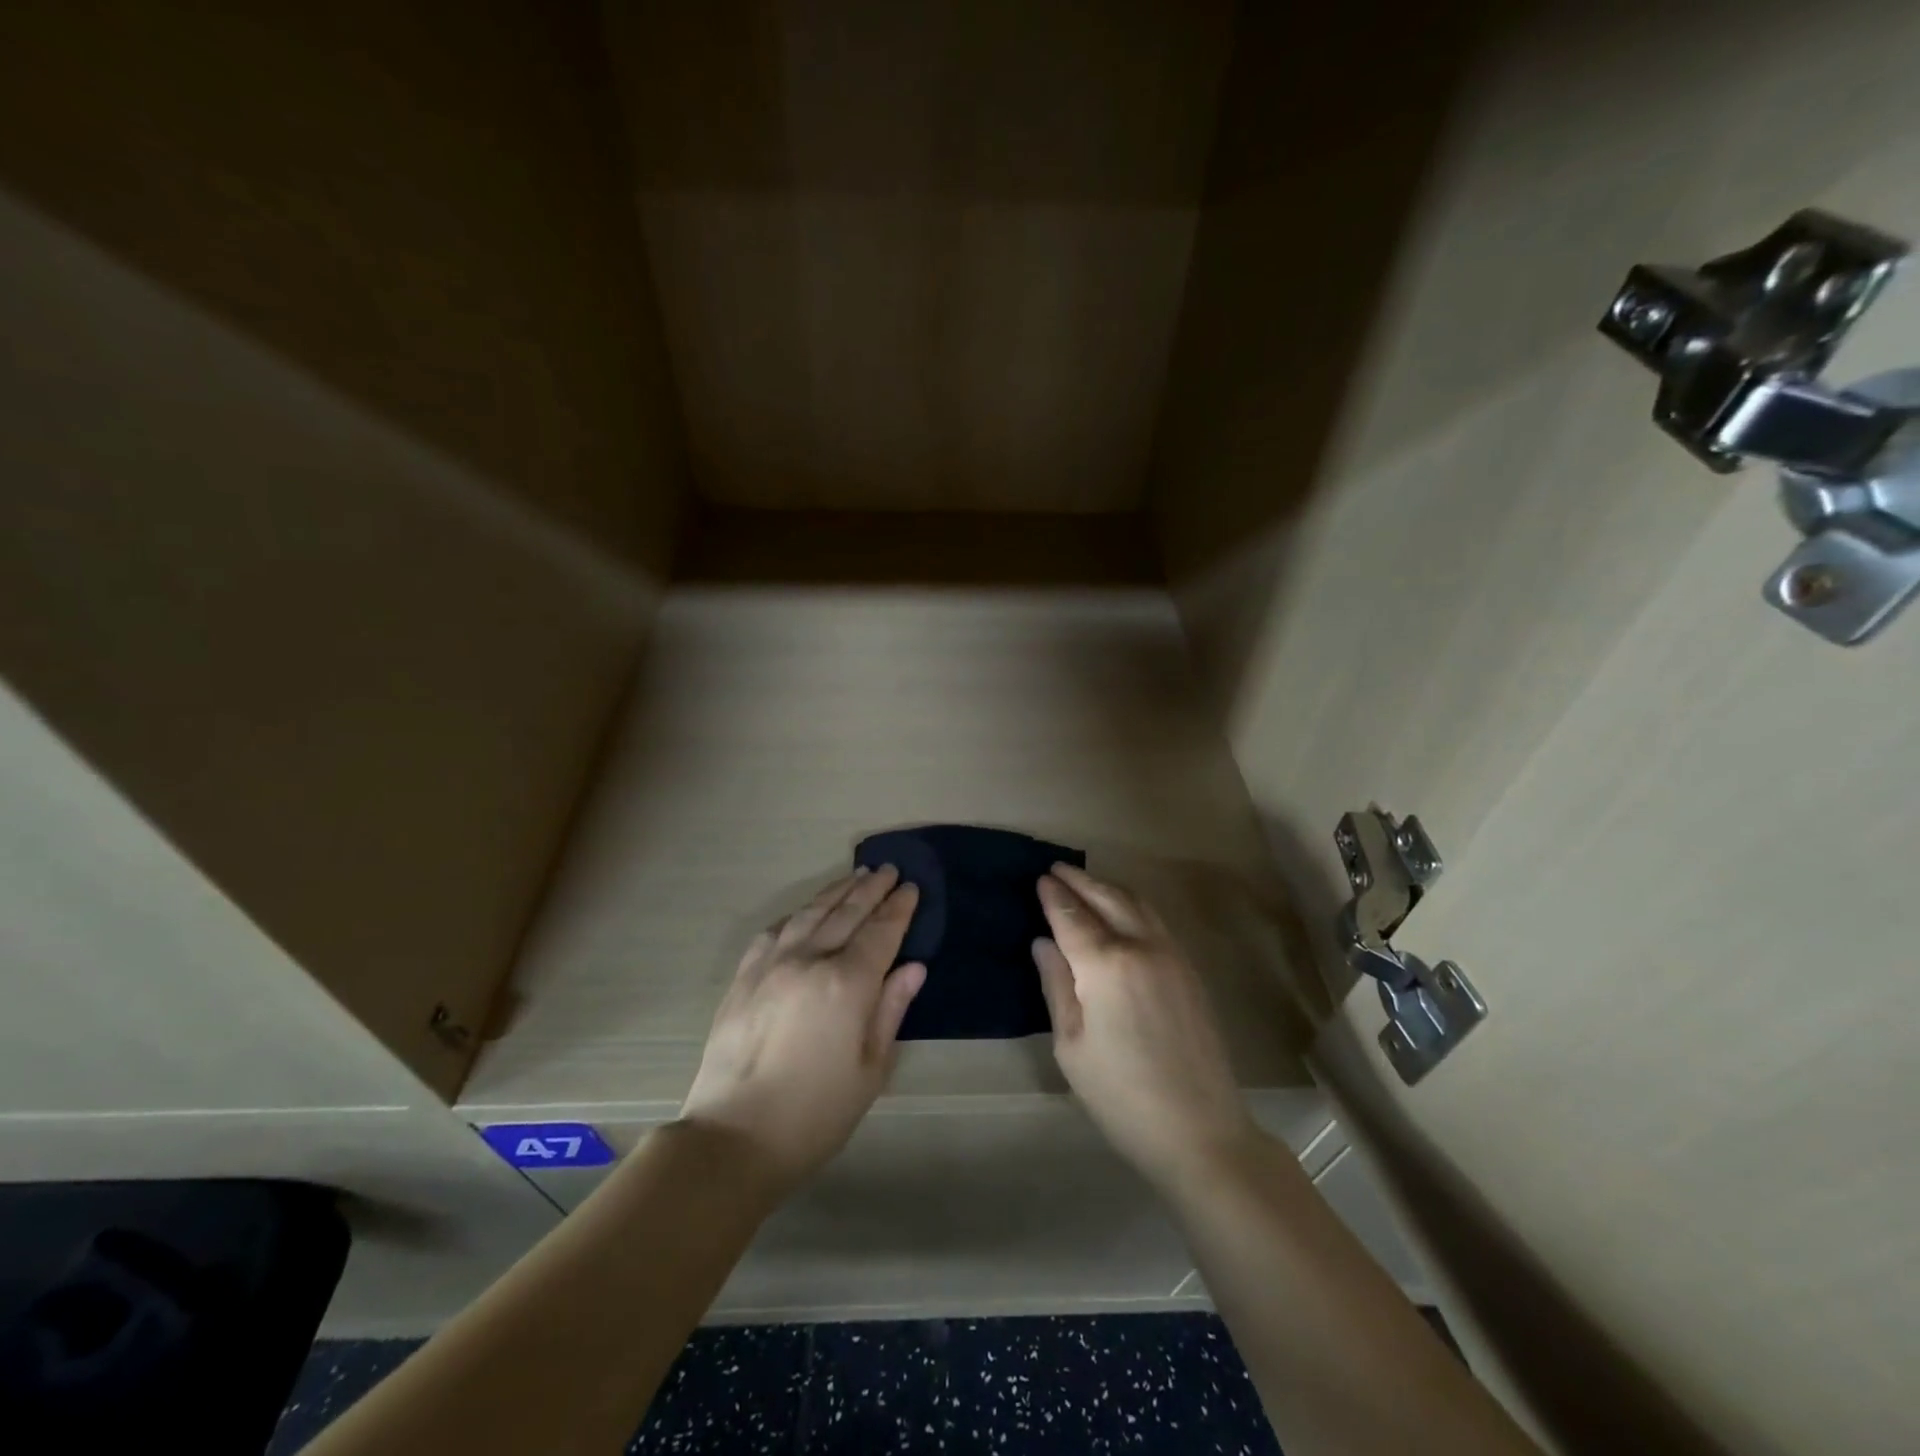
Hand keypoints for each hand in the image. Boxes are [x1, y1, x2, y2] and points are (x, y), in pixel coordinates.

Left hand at [680, 866, 925, 1192]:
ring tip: (855, 876)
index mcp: (846, 984)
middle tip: (888, 869)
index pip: (881, 932)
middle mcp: (809, 960)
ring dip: (836, 892)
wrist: (733, 1137)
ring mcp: (771, 964)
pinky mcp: (743, 976)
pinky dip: (798, 915)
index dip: (898, 909)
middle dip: (871, 889)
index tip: (911, 888)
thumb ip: (891, 1010)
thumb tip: (913, 967)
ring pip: (811, 913)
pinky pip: (775, 931)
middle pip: (847, 913)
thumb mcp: (870, 1070)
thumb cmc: (815, 1113)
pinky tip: (806, 912)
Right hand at [1033, 864, 1256, 1190]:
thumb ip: (1056, 985)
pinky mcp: (1189, 970)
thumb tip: (1044, 943)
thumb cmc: (1120, 1095)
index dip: (1053, 896)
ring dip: (1108, 888)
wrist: (1199, 1131)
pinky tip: (1121, 912)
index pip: (1072, 916)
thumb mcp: (1071, 1045)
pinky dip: (1131, 905)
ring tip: (1086, 883)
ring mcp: (1172, 955)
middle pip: (1107, 898)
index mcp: (1106, 965)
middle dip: (1080, 880)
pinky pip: (1155, 921)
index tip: (1039, 878)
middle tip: (1057, 869)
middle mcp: (1141, 946)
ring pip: (1136, 904)